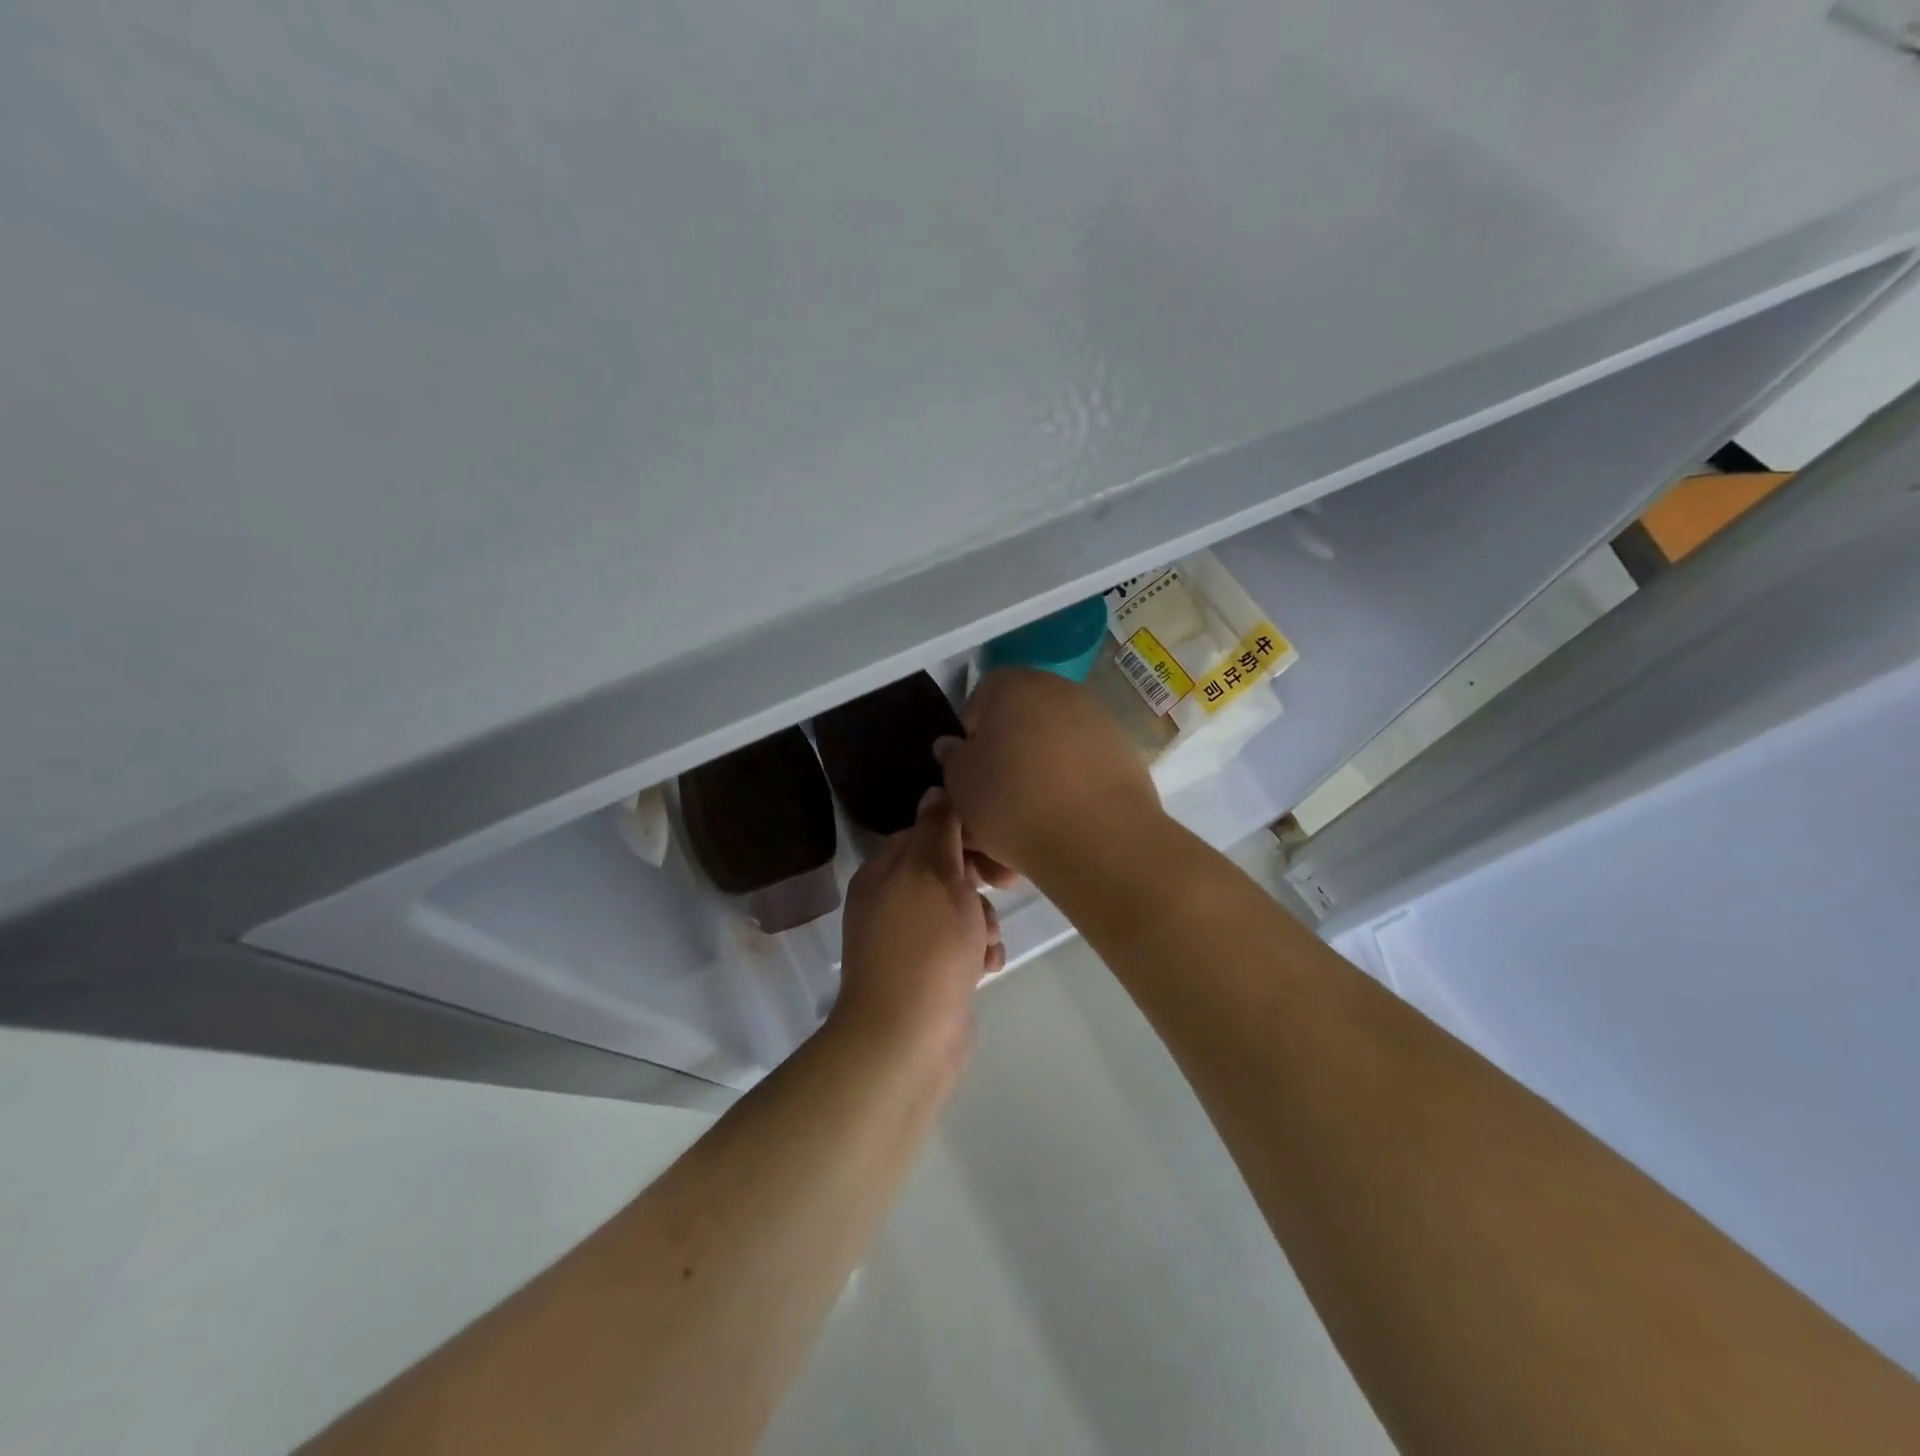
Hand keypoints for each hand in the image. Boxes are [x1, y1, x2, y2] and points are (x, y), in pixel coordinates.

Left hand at [832, 788, 1003, 1070]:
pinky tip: (987, 967)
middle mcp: (889, 900)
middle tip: (1006, 889)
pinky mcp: (924, 974)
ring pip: (958, 910)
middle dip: (979, 883)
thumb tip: (937, 789)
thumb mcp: (936, 872)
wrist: (906, 1039)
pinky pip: (958, 947)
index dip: (967, 835)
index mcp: (884, 871)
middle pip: (946, 871)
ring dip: (982, 920)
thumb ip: (938, 827)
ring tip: (987, 942)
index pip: (929, 831)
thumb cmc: (927, 945)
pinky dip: (976, 952)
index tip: (1000, 848)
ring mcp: (905, 940)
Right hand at [933, 668, 1163, 881]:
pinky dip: (1069, 788)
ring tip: (1027, 822)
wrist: (1098, 837)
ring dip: (1037, 776)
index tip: (968, 776)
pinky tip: (1061, 823)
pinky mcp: (1124, 751)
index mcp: (1012, 685)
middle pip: (1019, 723)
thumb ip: (952, 758)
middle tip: (995, 801)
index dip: (969, 740)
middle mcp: (1058, 689)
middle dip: (1005, 758)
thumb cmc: (1012, 801)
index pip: (978, 702)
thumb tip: (954, 746)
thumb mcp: (960, 783)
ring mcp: (1097, 718)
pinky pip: (1082, 767)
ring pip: (1051, 748)